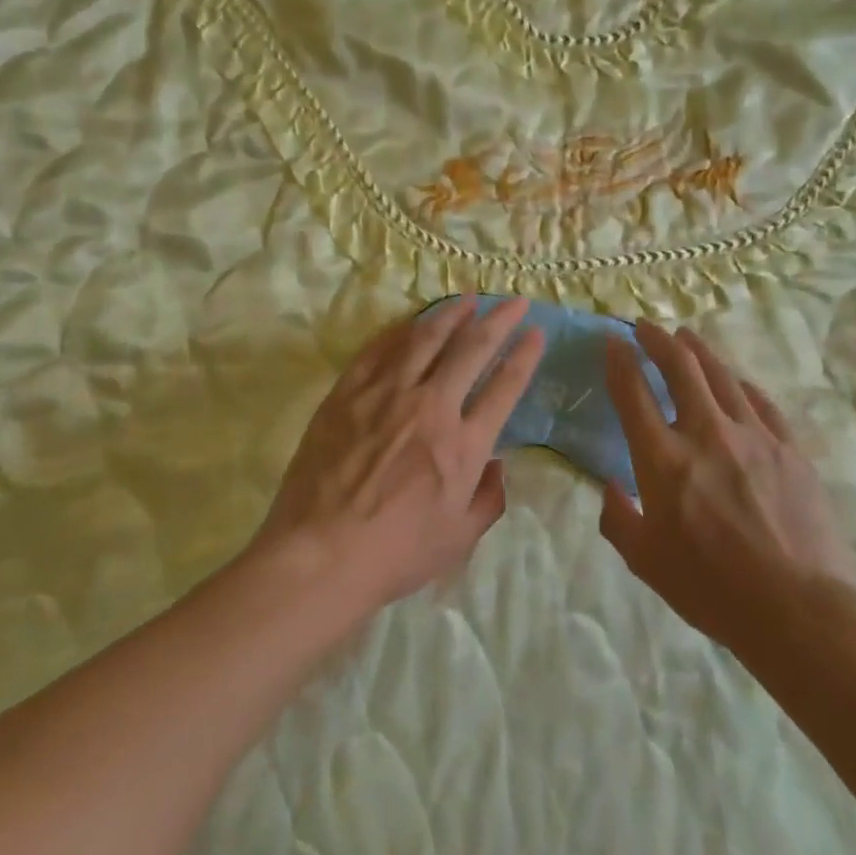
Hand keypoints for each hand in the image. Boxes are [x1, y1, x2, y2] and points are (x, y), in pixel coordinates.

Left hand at [254, 296, 544, 613]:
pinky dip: (401, 330)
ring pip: (426, 339)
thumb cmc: (395, 554)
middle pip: (472, 349)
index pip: (505, 386)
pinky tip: (412, 322)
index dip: (525, 355)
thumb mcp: (459, 539)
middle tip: (515, 301)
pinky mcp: (348, 393)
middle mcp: (431, 407)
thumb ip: (489, 499)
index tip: (536, 331)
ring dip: (451, 315)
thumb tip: (498, 465)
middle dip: (499, 320)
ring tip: (467, 299)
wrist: (320, 555)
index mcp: (464, 445)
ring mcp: (386, 395)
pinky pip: (379, 350)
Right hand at [600, 322, 855, 649]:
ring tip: (686, 337)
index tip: (612, 340)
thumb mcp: (646, 562)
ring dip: (698, 351)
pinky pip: (761, 402)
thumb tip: (611, 487)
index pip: (633, 392)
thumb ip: (619, 519)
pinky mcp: (789, 447)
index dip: (619, 360)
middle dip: (657, 339)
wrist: (799, 608)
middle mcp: (706, 433)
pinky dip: (741, 384)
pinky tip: (736, 381)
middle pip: (680, 367)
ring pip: (721, 375)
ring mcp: (753, 435)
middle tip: (646, 327)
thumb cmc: (712, 589)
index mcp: (663, 460)